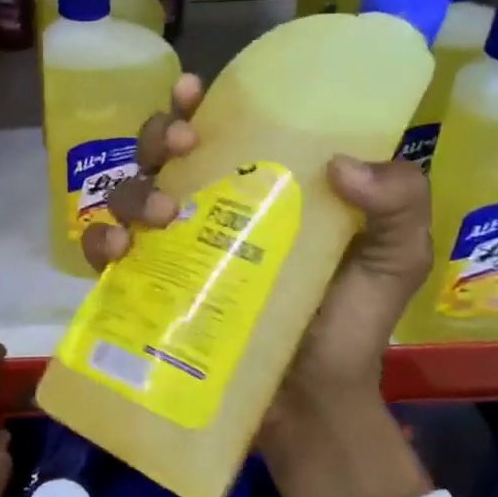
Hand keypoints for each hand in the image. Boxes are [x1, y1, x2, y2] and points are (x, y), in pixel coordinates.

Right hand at [82, 77, 433, 496]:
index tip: (191, 91)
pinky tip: (117, 251)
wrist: (314, 405)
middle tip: (179, 145)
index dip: (193, 103)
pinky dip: (99, 243)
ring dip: (133, 189)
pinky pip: (104, 255)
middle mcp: (206, 209)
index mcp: (257, 188)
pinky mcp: (145, 291)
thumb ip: (398, 202)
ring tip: (162, 213)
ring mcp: (171, 250)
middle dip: (157, 134)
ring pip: (126, 193)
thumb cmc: (349, 324)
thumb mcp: (395, 256)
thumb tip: (341, 165)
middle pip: (159, 152)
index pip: (217, 129)